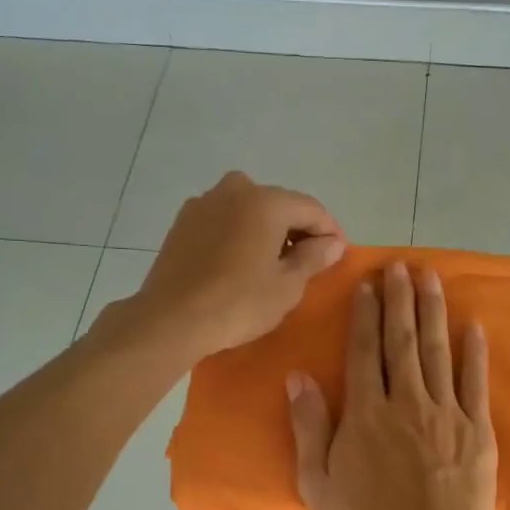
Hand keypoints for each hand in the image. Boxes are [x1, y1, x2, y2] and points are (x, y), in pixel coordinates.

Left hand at [126, 172, 345, 363]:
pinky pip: (224, 221)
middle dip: (298, 229)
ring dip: (267, 230)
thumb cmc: (239, 303)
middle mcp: (235, 190)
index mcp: (266, 201)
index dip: (330, 231)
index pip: (311, 209)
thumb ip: (314, 257)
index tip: (339, 254)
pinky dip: (240, 234)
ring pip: (249, 210)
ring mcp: (204, 203)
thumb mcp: (287, 285)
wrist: (170, 319)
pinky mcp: (183, 223)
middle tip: (309, 261)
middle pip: (279, 204)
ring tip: (274, 263)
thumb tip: (333, 242)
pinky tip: (241, 263)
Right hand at [287, 262, 497, 509]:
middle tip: (401, 266)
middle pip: (401, 341)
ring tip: (431, 278)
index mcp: (366, 413)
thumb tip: (298, 377)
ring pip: (437, 351)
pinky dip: (474, 352)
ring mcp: (445, 412)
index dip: (365, 315)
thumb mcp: (319, 484)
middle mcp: (406, 401)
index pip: (364, 352)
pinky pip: (474, 382)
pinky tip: (473, 326)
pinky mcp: (476, 430)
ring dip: (433, 312)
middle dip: (400, 300)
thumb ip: (309, 427)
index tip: (368, 284)